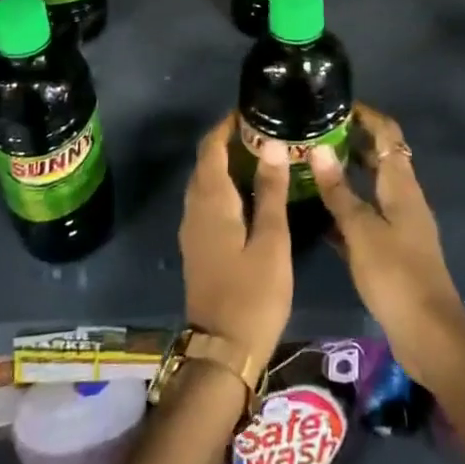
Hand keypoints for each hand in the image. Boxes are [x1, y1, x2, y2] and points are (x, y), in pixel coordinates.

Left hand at [179, 113, 291, 374]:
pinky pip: (208, 201)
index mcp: (211, 201)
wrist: (222, 352)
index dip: (228, 125)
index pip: (212, 147)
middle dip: (230, 141)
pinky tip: (251, 193)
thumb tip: (271, 144)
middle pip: (206, 162)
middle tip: (266, 131)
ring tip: (263, 156)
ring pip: (206, 182)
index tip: (253, 111)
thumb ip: (270, 191)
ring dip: (227, 164)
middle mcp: (194, 208)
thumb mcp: (271, 241)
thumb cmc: (252, 294)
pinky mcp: (199, 246)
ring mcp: (193, 229)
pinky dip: (226, 185)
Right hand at [311, 105, 464, 383]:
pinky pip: (367, 217)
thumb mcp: (361, 230)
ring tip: (310, 166)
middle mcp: (404, 198)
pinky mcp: (392, 251)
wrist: (428, 334)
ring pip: (371, 189)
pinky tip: (319, 214)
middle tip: (314, 134)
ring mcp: (400, 225)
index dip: (366, 116)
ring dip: (347, 176)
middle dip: (352, 142)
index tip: (336, 104)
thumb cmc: (395, 274)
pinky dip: (347, 209)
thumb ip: (339, 191)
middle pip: (381, 158)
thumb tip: (319, 148)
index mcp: (402, 185)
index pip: (388, 134)